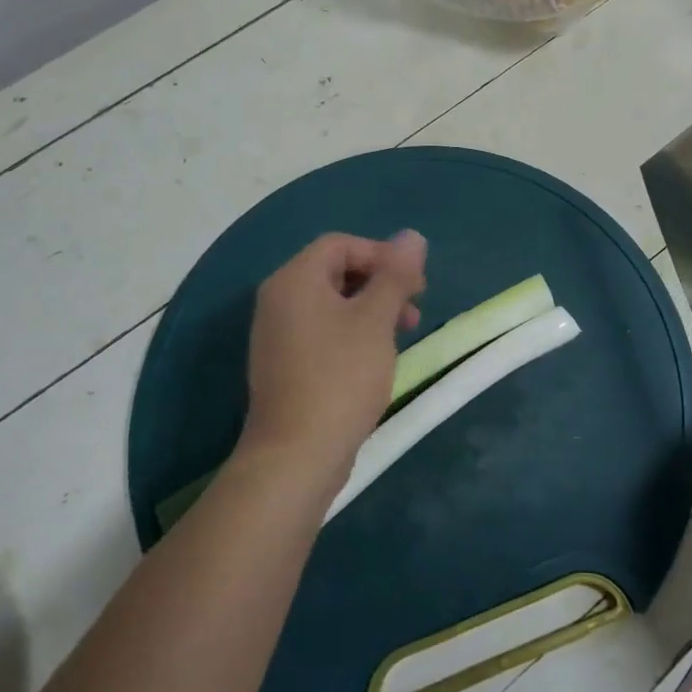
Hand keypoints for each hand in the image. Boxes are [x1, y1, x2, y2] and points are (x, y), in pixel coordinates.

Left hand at [240, 231, 426, 490]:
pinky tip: (375, 358)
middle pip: (335, 271)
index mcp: (294, 280)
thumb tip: (411, 236)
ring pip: (331, 303)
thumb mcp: (376, 320)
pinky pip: (322, 331)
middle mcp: (278, 300)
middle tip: (413, 309)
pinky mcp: (284, 365)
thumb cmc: (340, 377)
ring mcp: (277, 335)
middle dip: (380, 283)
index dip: (381, 255)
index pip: (340, 245)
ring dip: (371, 309)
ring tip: (402, 335)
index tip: (414, 284)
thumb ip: (395, 275)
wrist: (296, 456)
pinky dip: (352, 333)